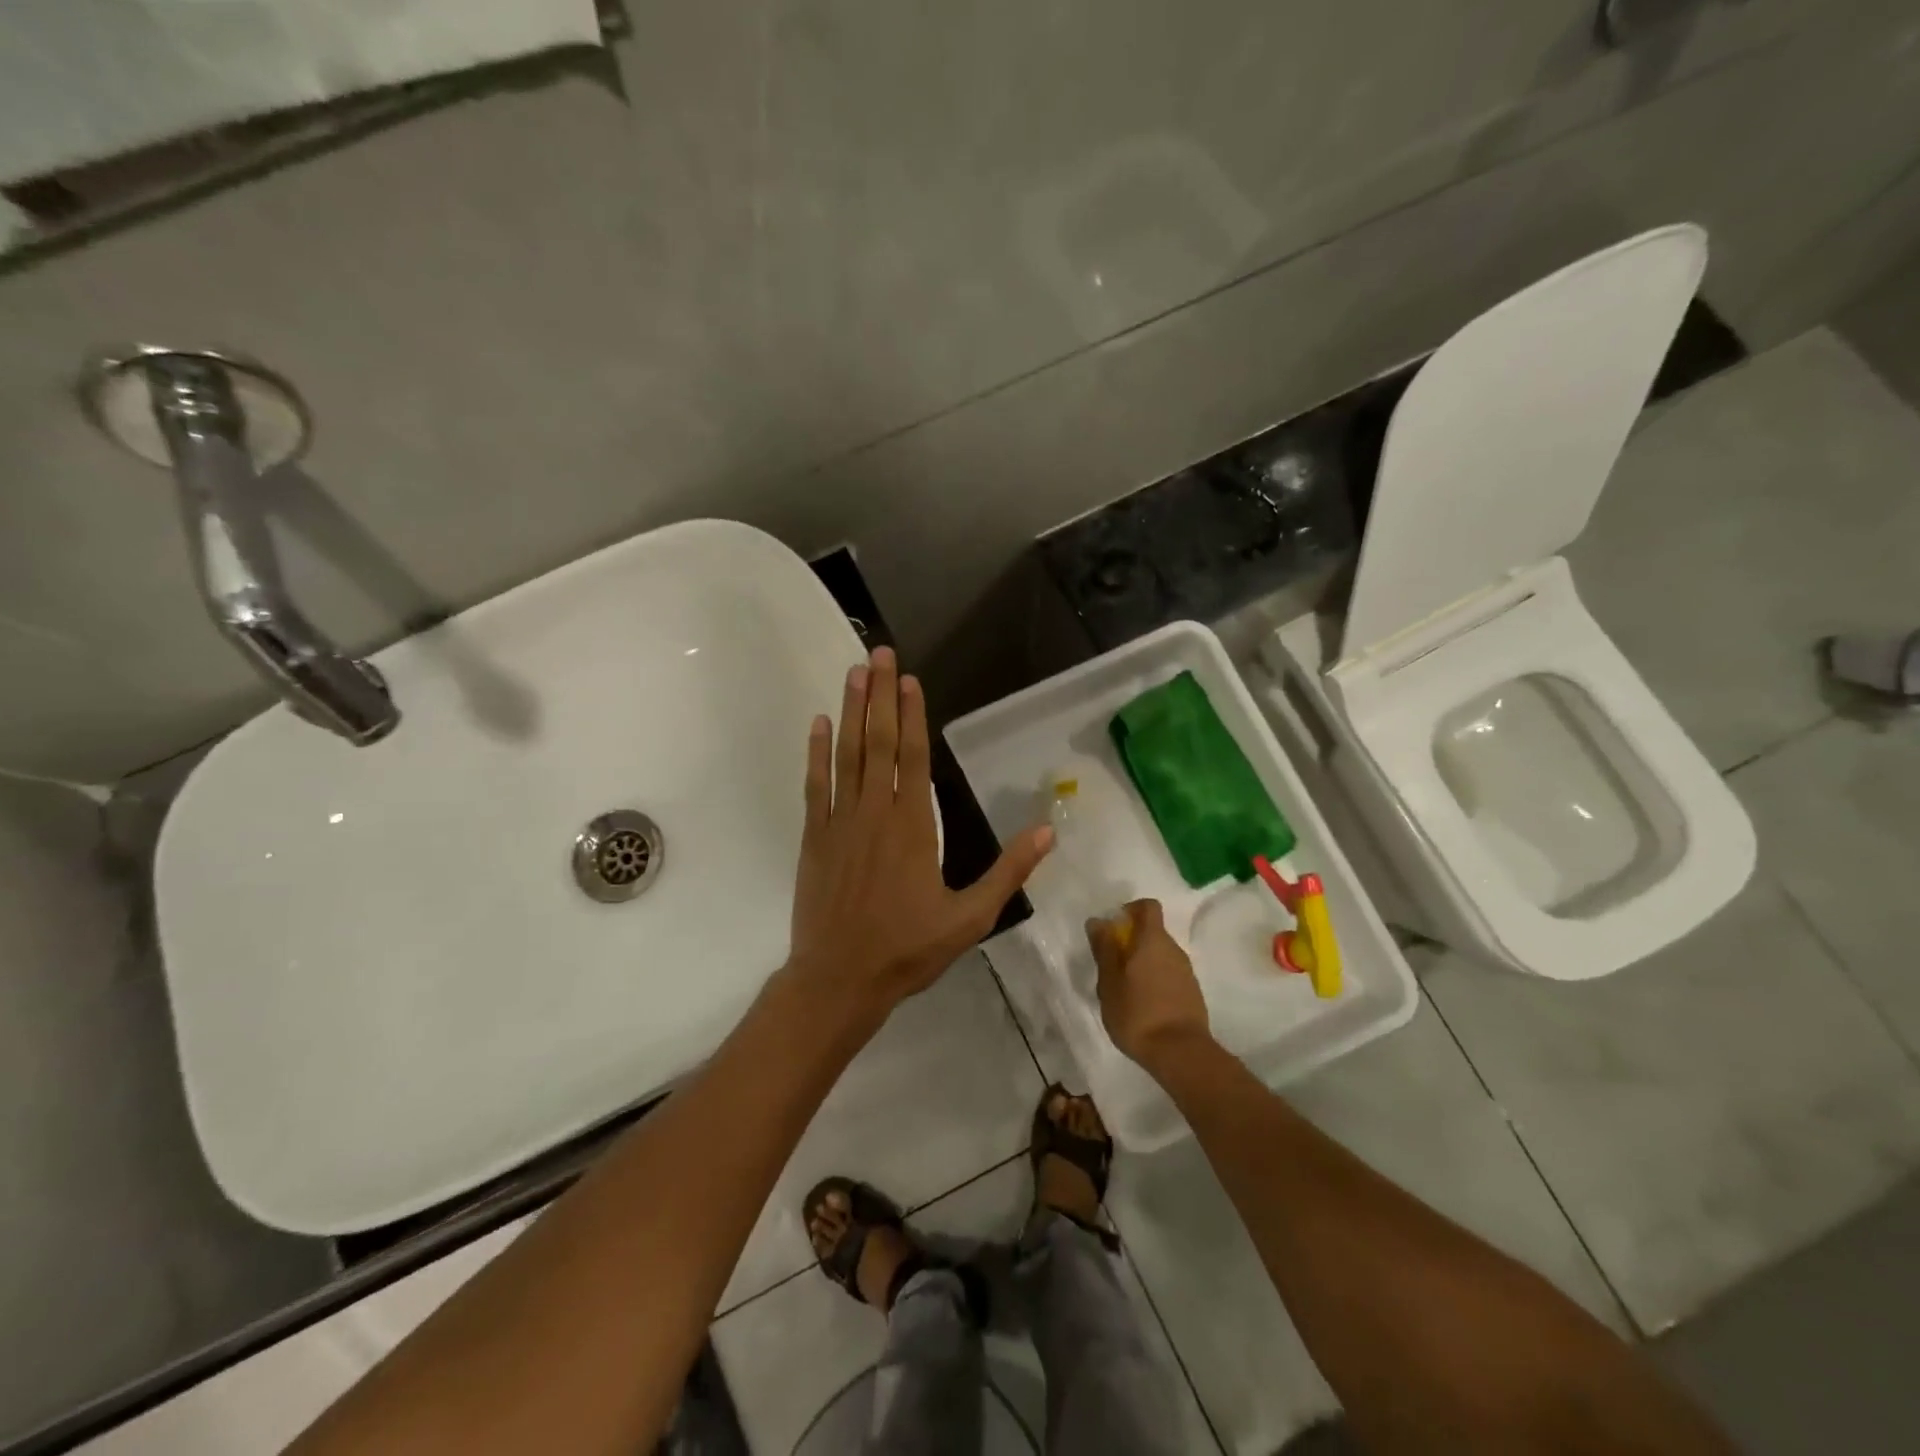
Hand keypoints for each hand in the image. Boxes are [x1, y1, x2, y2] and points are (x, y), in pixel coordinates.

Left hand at [787, 646, 1052, 1030]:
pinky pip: (814, 785)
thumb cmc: (908, 949)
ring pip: (845, 755)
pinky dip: (816, 753)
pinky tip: (818, 725)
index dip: (911, 715)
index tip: (909, 679)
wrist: (839, 979)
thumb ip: (1008, 872)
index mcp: (912, 827)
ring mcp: (839, 822)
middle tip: (878, 654)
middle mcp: (874, 813)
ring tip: (854, 674)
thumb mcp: (970, 917)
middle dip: (879, 695)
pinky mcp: (814, 838)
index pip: (913, 757)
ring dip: (850, 712)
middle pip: (877, 742)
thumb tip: (1047, 831)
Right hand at [1086, 900, 1211, 1073]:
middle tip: (1111, 967)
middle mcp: (1174, 949)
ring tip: (1125, 991)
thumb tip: (1099, 921)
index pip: (1147, 906)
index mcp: (1153, 940)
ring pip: (1161, 956)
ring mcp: (1186, 972)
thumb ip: (1104, 948)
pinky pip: (1169, 975)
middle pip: (1152, 932)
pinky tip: (1142, 1006)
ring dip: (1142, 964)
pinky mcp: (1192, 993)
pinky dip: (1155, 981)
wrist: (1180, 1053)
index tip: (1114, 929)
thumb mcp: (1109, 982)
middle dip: (1131, 942)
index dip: (1130, 910)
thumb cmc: (1137, 1013)